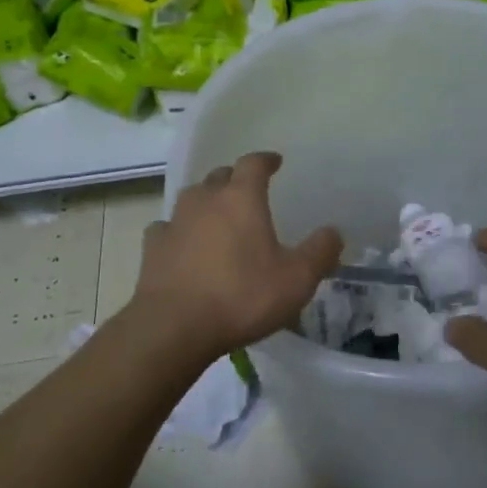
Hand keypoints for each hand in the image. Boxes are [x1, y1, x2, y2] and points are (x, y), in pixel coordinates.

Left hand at [127, 151, 340, 360]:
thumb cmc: (242, 296)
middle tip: (248, 192)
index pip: (253, 163)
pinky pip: (167, 229)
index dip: (265, 160)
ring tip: (217, 217)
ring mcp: (175, 222)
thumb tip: (334, 232)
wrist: (174, 327)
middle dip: (235, 179)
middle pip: (220, 176)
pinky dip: (178, 231)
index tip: (275, 162)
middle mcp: (205, 200)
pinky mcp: (152, 248)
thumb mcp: (296, 279)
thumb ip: (320, 252)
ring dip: (206, 202)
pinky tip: (182, 245)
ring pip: (192, 198)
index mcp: (241, 198)